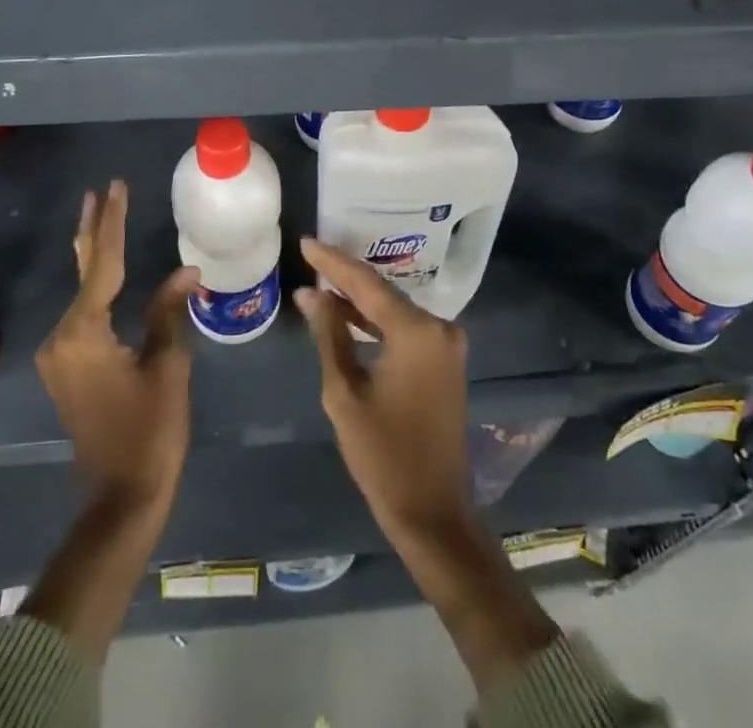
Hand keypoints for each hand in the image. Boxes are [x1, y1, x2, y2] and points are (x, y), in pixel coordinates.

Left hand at [36, 180, 199, 511]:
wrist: (121, 495)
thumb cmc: (151, 429)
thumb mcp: (168, 364)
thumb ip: (169, 310)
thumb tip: (186, 270)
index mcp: (84, 331)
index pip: (104, 263)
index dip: (114, 222)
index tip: (117, 187)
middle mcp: (62, 336)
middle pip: (85, 270)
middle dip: (95, 230)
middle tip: (101, 192)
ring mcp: (59, 353)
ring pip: (82, 292)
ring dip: (95, 256)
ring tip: (104, 217)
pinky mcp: (66, 367)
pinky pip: (82, 314)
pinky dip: (96, 286)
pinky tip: (102, 270)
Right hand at [295, 236, 471, 545]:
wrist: (432, 510)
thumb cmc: (382, 455)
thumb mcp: (344, 393)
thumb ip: (328, 335)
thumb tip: (310, 293)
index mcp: (417, 332)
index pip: (366, 284)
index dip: (333, 262)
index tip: (306, 241)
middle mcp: (439, 328)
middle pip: (383, 292)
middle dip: (345, 276)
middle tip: (310, 257)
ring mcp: (446, 344)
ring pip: (394, 308)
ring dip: (359, 299)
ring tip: (320, 284)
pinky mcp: (445, 360)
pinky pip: (405, 328)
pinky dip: (376, 321)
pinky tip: (347, 315)